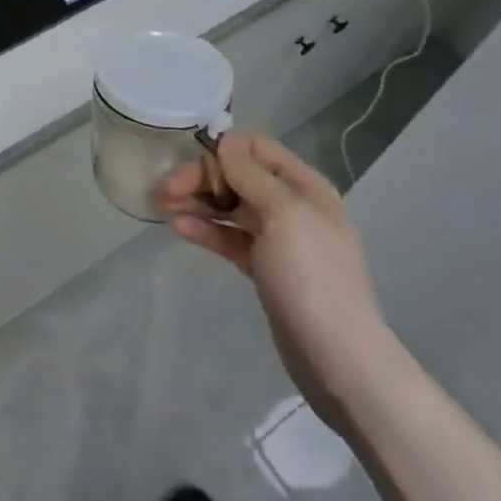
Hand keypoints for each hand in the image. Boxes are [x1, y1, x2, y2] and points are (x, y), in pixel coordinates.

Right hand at [157, 133, 402, 431]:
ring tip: (162, 206)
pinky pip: (230, 237)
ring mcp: (279, 239)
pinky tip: (179, 228)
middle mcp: (292, 206)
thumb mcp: (283, 214)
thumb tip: (225, 141)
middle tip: (164, 190)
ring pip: (230, 207)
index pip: (256, 148)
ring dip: (197, 202)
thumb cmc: (311, 276)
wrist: (339, 360)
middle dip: (201, 178)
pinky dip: (206, 229)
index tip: (191, 167)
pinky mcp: (265, 268)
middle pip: (238, 176)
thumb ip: (251, 173)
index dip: (222, 151)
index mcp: (303, 186)